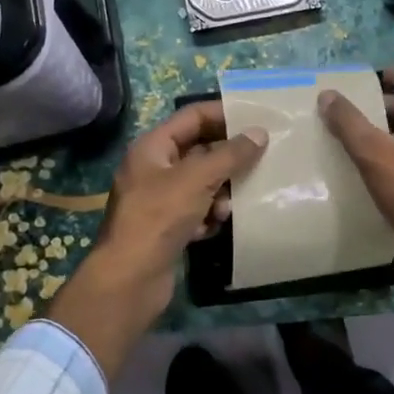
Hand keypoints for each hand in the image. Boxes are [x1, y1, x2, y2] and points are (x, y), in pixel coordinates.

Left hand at [45, 102, 267, 378]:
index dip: (223, 114)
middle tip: (262, 156)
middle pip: (199, 151)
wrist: (130, 279)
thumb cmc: (159, 217)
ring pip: (201, 183)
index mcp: (152, 148)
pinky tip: (216, 226)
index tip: (256, 119)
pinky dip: (210, 216)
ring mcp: (159, 200)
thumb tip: (259, 134)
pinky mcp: (167, 227)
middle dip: (227, 157)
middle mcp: (154, 169)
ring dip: (221, 191)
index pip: (192, 117)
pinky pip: (197, 211)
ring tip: (233, 204)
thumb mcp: (197, 179)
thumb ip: (230, 154)